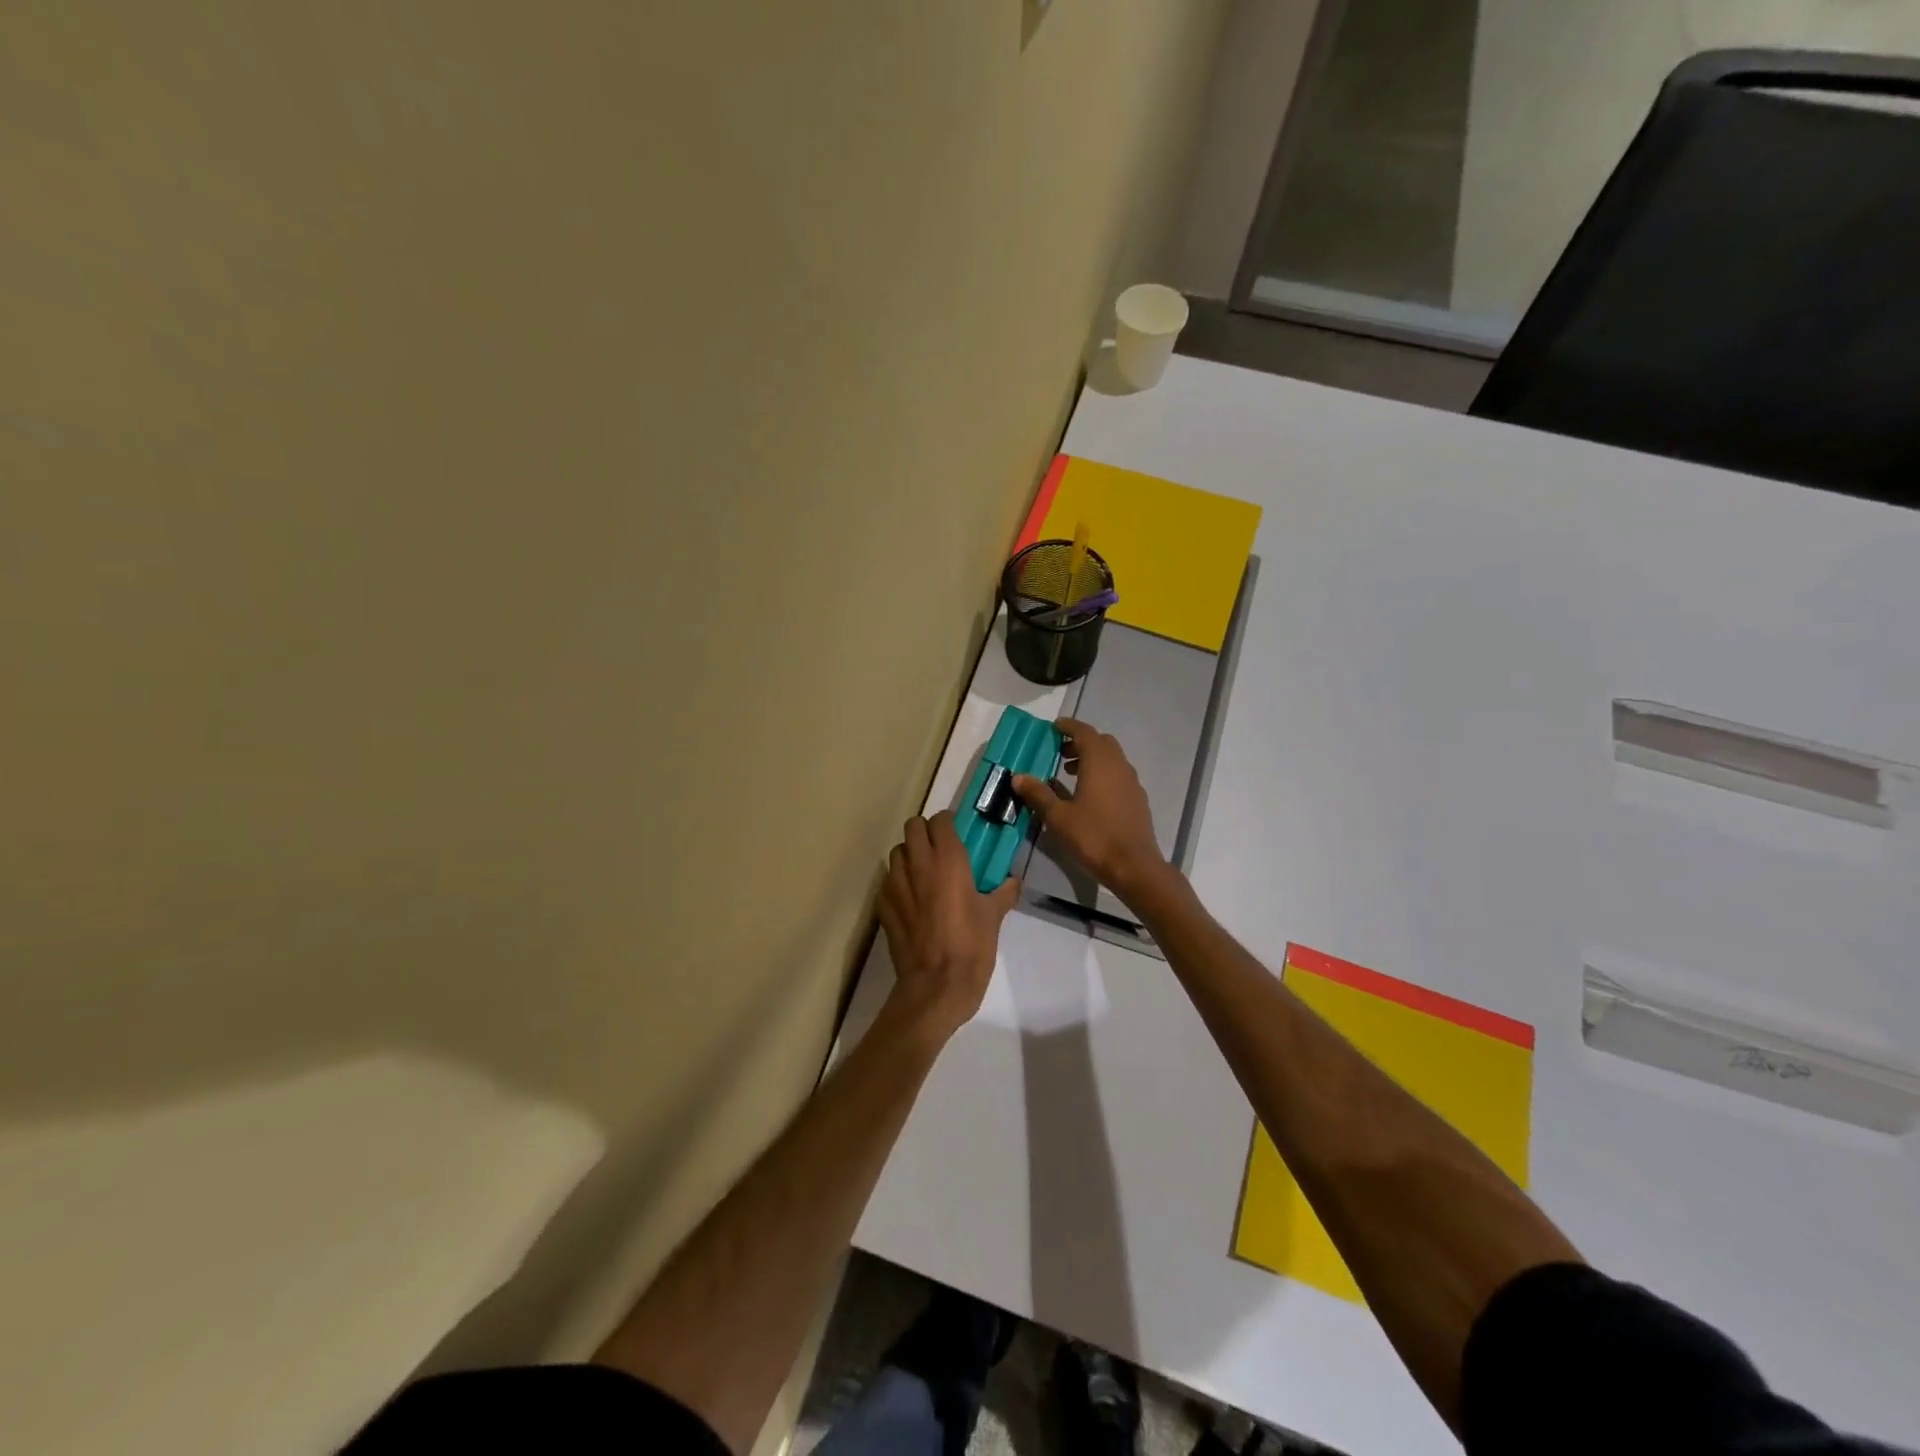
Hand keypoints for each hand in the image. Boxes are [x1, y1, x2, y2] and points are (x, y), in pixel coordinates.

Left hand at [878, 811, 1020, 1037]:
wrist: (937, 986)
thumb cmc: (971, 946)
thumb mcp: (993, 917)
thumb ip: (1003, 893)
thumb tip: (1013, 881)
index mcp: (949, 860)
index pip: (940, 821)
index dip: (948, 824)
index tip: (957, 834)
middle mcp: (919, 864)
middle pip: (913, 827)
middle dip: (925, 832)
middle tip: (939, 849)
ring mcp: (896, 884)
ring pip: (896, 852)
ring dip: (909, 855)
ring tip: (923, 873)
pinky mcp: (883, 905)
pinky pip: (887, 881)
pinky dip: (897, 882)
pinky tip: (910, 899)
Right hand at [1013, 717, 1169, 897]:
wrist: (1134, 866)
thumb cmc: (1094, 836)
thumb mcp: (1058, 816)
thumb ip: (1038, 794)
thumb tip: (1018, 777)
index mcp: (1099, 762)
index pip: (1084, 732)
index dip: (1068, 726)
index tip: (1054, 727)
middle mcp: (1119, 765)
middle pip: (1100, 742)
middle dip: (1080, 743)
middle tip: (1059, 753)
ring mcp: (1131, 782)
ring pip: (1111, 759)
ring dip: (1091, 759)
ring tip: (1069, 775)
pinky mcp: (1137, 799)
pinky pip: (1118, 775)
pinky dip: (1102, 774)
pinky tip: (1088, 796)